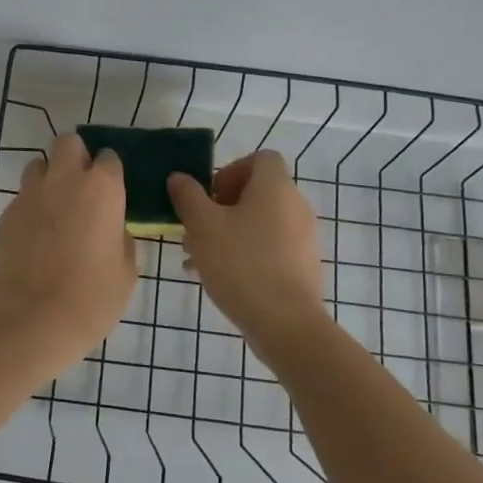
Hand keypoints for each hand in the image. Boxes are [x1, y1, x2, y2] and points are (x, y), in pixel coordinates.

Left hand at [0, 132, 136, 374]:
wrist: (32, 321)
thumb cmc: (92, 298)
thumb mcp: (126, 271)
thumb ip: (121, 238)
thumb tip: (113, 228)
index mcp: (102, 188)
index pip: (109, 157)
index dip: (110, 172)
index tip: (112, 191)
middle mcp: (64, 180)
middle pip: (67, 143)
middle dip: (75, 156)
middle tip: (82, 187)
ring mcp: (30, 194)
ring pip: (39, 166)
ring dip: (49, 178)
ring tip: (55, 209)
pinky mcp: (6, 214)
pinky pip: (22, 198)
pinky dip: (31, 208)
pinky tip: (35, 237)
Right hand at [168, 151, 325, 349]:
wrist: (285, 323)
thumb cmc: (240, 264)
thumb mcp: (202, 226)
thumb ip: (188, 196)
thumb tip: (179, 177)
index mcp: (275, 188)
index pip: (260, 158)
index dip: (232, 169)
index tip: (210, 195)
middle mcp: (295, 206)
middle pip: (257, 192)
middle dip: (222, 206)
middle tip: (196, 228)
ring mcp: (304, 237)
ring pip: (261, 222)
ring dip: (230, 231)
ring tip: (199, 257)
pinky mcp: (304, 265)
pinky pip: (271, 246)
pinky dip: (247, 252)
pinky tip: (220, 277)